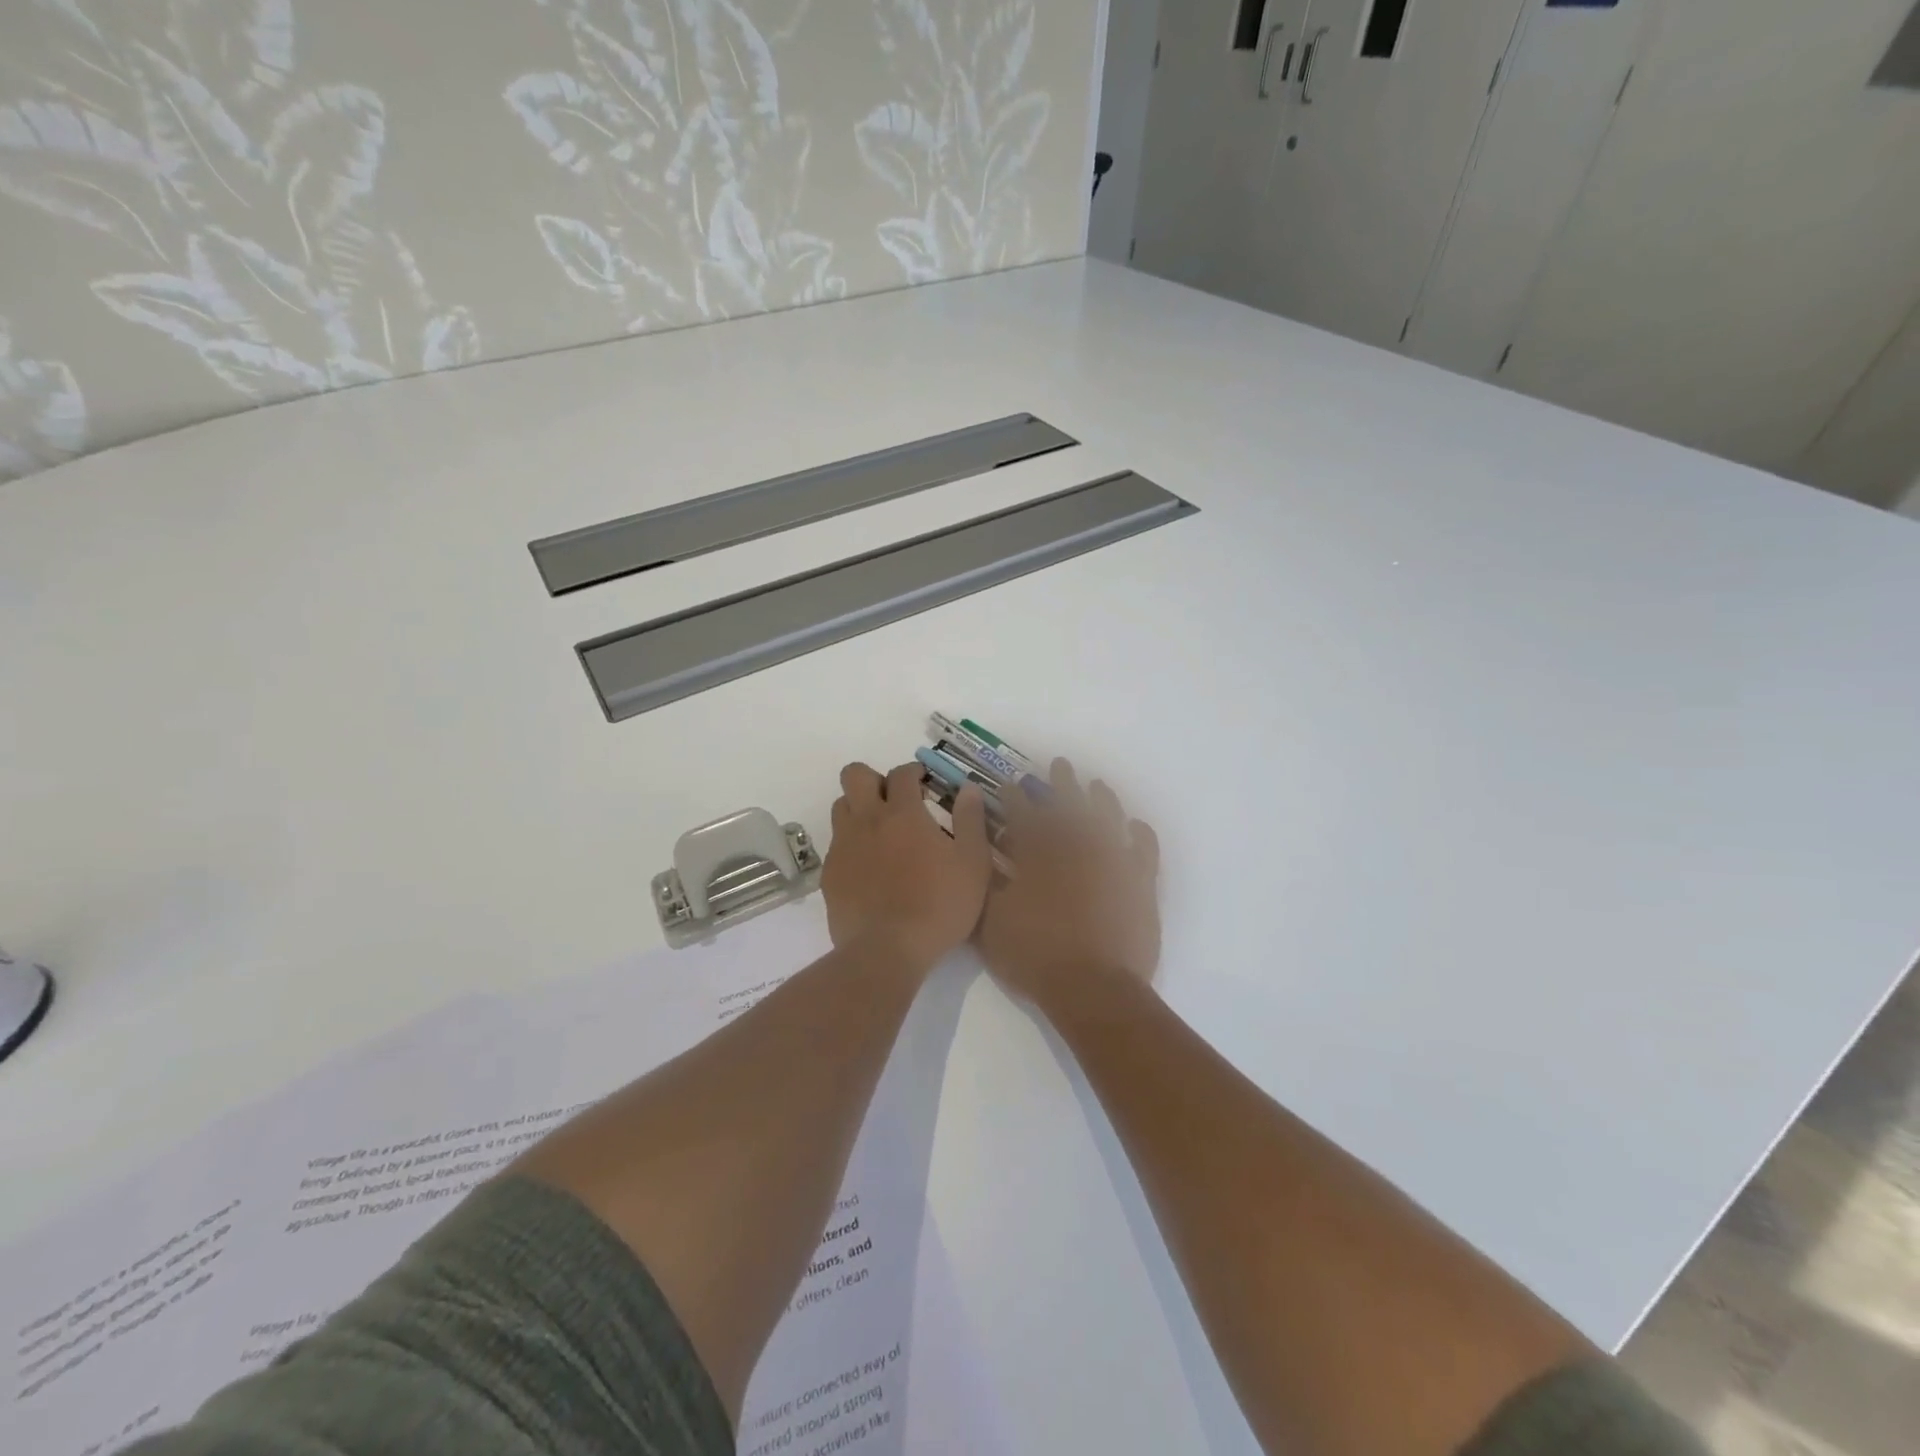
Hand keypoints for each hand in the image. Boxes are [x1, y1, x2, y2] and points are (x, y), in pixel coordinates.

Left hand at [822, 761, 991, 967]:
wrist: (887, 950)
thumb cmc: (939, 905)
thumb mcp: (972, 864)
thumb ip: (971, 821)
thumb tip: (969, 788)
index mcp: (903, 814)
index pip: (901, 774)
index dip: (913, 771)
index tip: (924, 782)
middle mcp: (867, 821)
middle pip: (855, 776)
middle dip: (873, 779)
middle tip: (894, 800)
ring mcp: (843, 847)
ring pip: (841, 807)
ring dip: (858, 809)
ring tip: (880, 831)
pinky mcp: (829, 875)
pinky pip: (836, 845)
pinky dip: (851, 845)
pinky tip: (868, 868)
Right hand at [976, 759, 1159, 1010]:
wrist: (1093, 988)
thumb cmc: (1035, 956)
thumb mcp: (992, 921)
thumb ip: (987, 881)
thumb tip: (983, 849)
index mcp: (1040, 856)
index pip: (1023, 816)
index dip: (1014, 797)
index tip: (1009, 782)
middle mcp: (1077, 849)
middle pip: (1068, 807)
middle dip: (1059, 784)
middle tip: (1059, 764)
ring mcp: (1113, 863)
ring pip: (1107, 819)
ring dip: (1100, 799)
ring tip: (1097, 784)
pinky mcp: (1140, 884)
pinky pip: (1144, 850)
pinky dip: (1140, 834)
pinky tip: (1135, 825)